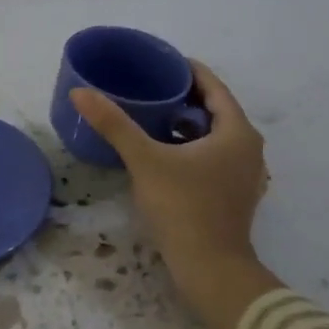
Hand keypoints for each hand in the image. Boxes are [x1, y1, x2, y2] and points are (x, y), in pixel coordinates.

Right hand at [69, 61, 282, 328]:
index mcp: (237, 131)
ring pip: (214, 135)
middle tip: (149, 87)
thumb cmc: (183, 207)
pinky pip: (214, 156)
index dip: (186, 70)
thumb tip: (80, 93)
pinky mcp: (235, 194)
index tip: (158, 62)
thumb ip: (114, 124)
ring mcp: (245, 173)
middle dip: (183, 96)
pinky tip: (164, 153)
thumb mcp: (145, 160)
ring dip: (186, 124)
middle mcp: (248, 147)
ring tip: (152, 116)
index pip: (213, 86)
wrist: (210, 267)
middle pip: (215, 109)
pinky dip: (192, 147)